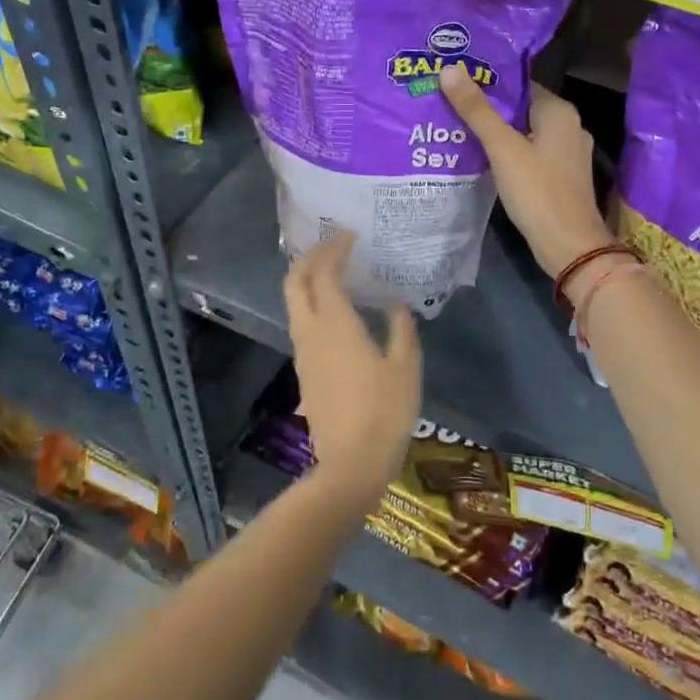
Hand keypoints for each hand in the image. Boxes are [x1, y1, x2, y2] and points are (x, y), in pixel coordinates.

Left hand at [284, 233, 421, 504]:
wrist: (352, 463)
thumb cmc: (385, 411)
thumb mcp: (406, 366)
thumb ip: (400, 327)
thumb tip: (393, 303)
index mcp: (335, 323)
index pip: (324, 272)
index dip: (334, 249)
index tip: (350, 236)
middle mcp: (310, 331)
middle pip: (294, 282)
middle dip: (309, 258)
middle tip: (333, 247)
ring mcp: (303, 352)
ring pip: (293, 303)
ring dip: (307, 280)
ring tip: (333, 271)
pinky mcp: (304, 370)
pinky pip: (302, 323)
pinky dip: (313, 303)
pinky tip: (337, 310)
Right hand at [440, 66, 613, 279]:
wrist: (569, 246)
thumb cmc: (538, 191)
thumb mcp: (502, 148)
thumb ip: (476, 110)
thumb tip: (449, 69)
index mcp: (559, 111)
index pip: (519, 84)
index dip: (487, 82)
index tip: (455, 82)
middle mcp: (568, 126)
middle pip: (520, 108)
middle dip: (487, 109)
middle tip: (447, 105)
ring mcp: (566, 153)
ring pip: (523, 133)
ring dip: (494, 133)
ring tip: (455, 128)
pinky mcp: (560, 176)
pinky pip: (529, 154)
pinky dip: (507, 153)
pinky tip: (479, 158)